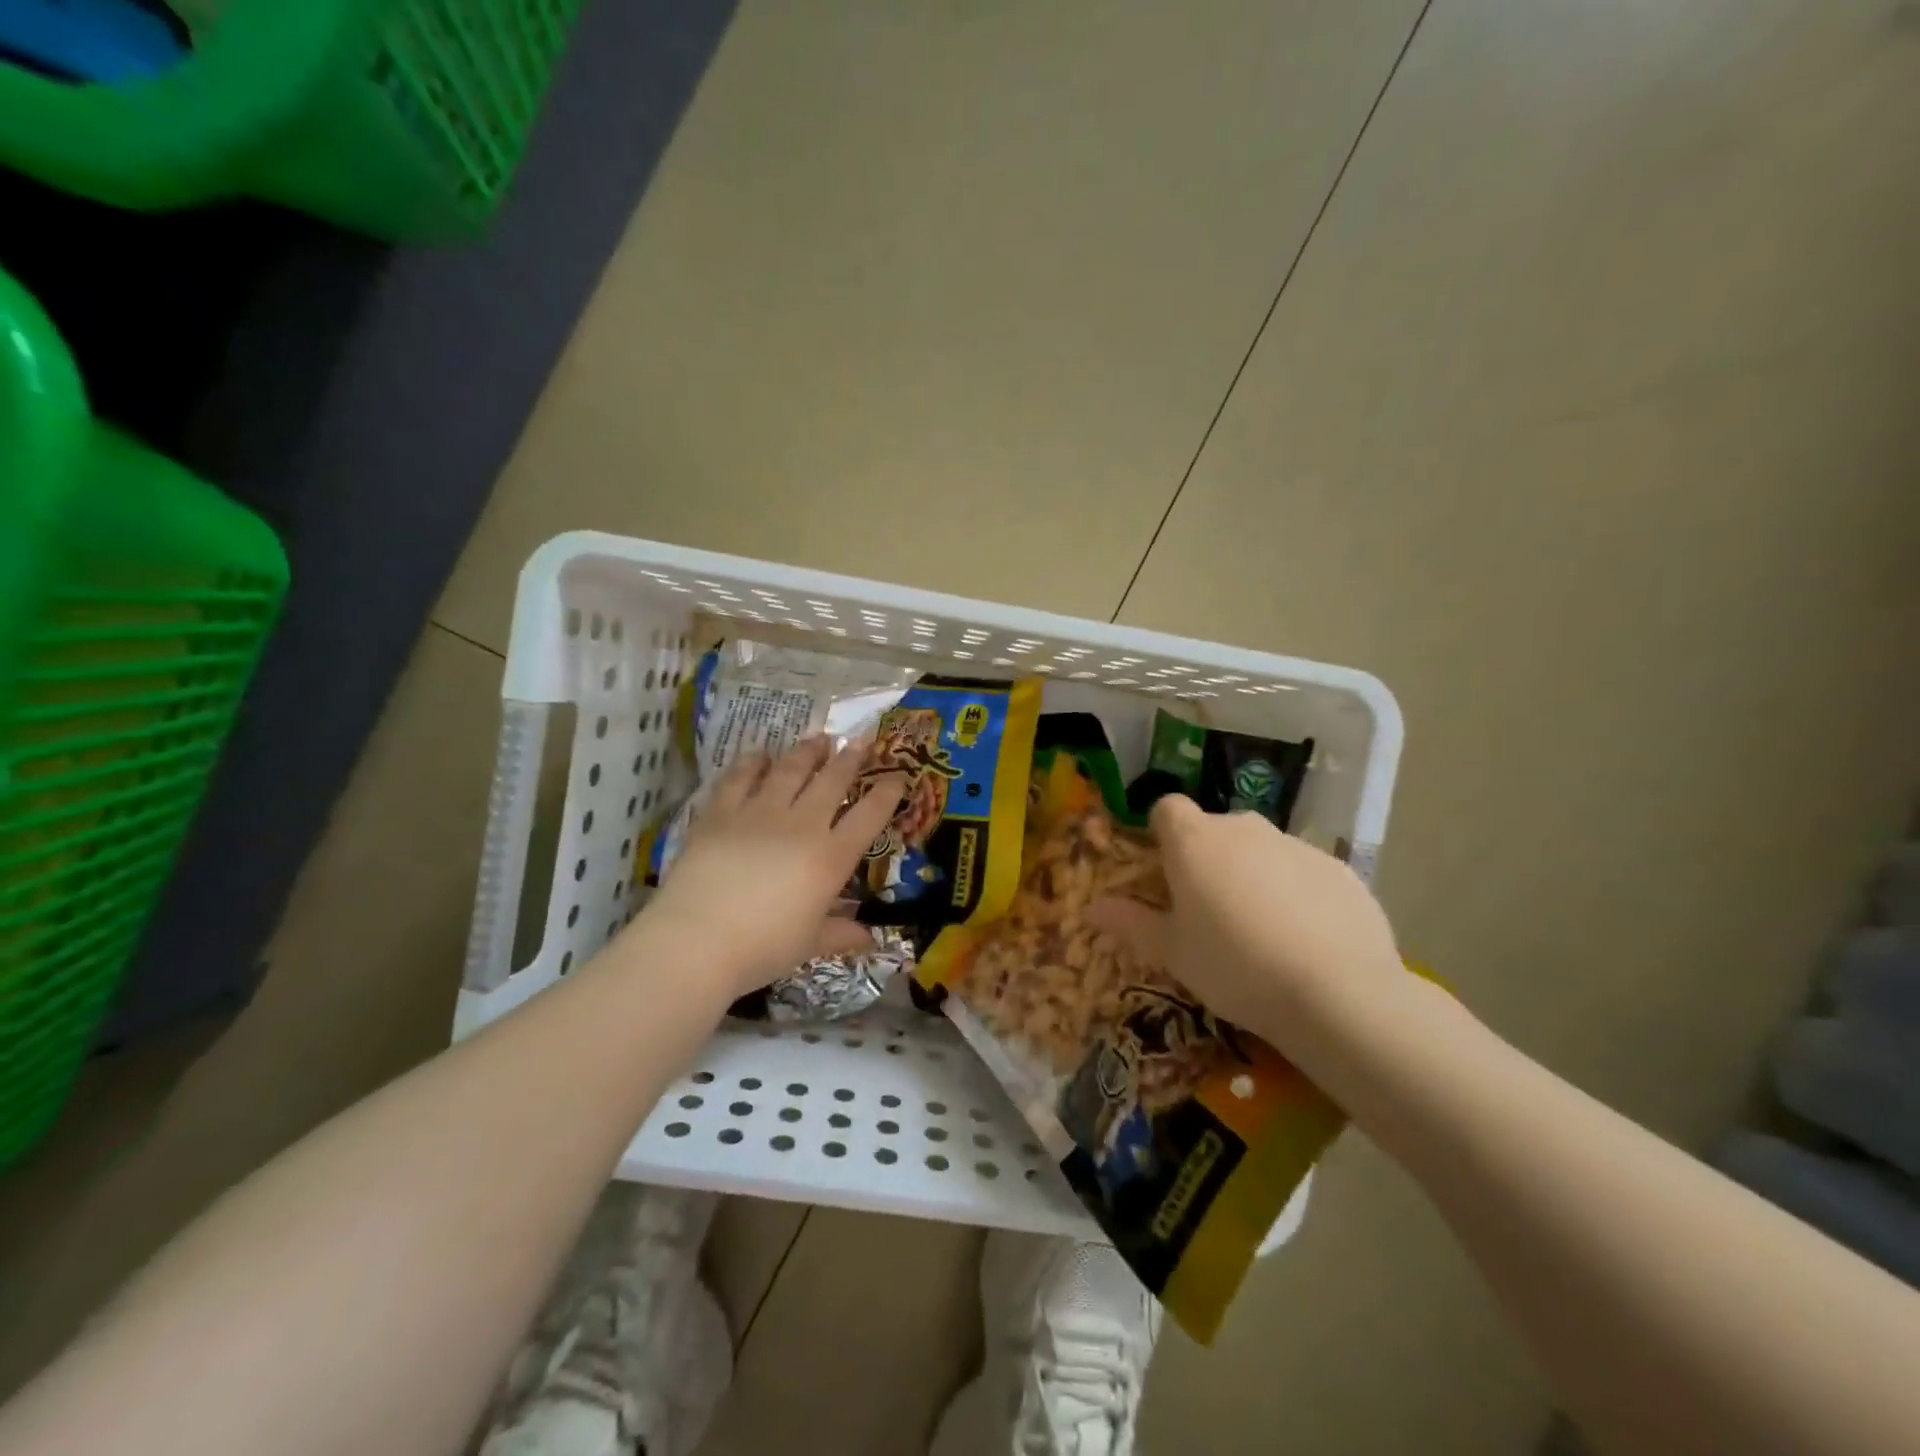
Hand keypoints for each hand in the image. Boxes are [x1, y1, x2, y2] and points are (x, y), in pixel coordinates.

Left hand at [642, 738, 905, 997]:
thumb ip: (841, 935)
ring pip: (790, 771)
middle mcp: (801, 825)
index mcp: (830, 857)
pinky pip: (740, 778)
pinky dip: (752, 763)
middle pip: (831, 782)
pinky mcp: (721, 813)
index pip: (869, 816)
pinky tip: (760, 754)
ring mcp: (759, 814)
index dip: (887, 793)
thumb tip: (871, 940)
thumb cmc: (762, 948)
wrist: (696, 941)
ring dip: (807, 752)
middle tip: (859, 741)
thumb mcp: (809, 945)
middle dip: (850, 758)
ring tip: (818, 738)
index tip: (897, 777)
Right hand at [1093, 795, 1402, 1052]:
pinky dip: (1297, 893)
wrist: (1337, 993)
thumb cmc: (1233, 966)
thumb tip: (1093, 906)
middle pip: (1215, 830)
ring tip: (1261, 932)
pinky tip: (1306, 940)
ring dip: (1253, 875)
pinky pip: (1304, 872)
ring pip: (1262, 850)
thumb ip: (1130, 923)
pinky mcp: (1339, 869)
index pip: (1167, 808)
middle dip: (1209, 859)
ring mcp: (1296, 845)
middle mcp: (1244, 828)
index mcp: (1194, 841)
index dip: (1162, 832)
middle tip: (1210, 910)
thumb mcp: (1172, 953)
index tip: (1165, 870)